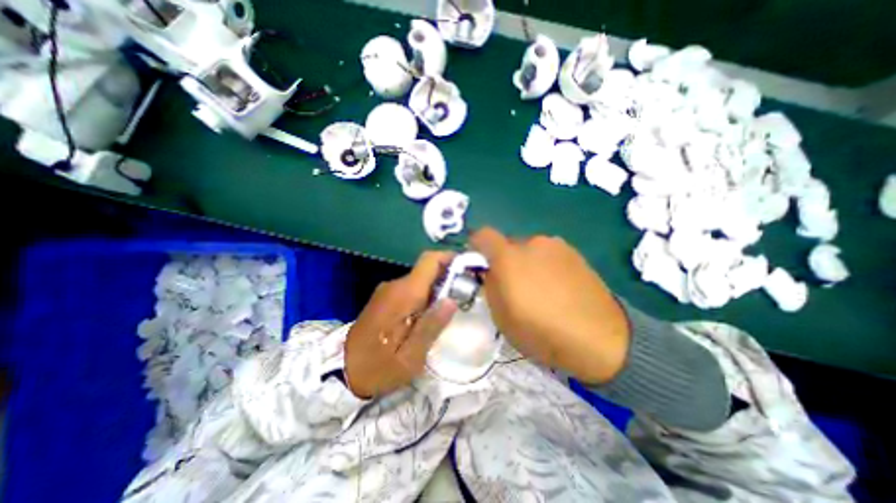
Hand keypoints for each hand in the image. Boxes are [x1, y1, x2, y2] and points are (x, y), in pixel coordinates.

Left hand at [342, 250, 455, 395]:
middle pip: (428, 269)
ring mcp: (389, 290)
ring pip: (421, 280)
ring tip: (451, 309)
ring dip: (438, 288)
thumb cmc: (378, 367)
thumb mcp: (410, 357)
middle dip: (449, 278)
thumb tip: (452, 299)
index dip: (451, 259)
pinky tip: (431, 314)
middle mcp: (395, 285)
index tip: (468, 270)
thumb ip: (430, 326)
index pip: (430, 260)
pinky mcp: (386, 297)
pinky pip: (412, 289)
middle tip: (465, 296)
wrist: (342, 372)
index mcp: (403, 295)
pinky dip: (426, 295)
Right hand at [470, 226, 628, 381]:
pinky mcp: (575, 253)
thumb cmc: (542, 332)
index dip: (476, 246)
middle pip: (507, 244)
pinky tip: (557, 288)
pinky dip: (545, 265)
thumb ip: (489, 286)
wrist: (600, 339)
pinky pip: (549, 254)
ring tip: (539, 289)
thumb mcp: (502, 316)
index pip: (483, 235)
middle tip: (512, 285)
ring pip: (529, 250)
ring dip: (526, 263)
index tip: (478, 263)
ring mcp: (556, 246)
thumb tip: (489, 272)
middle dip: (504, 261)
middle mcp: (532, 243)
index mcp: (509, 258)